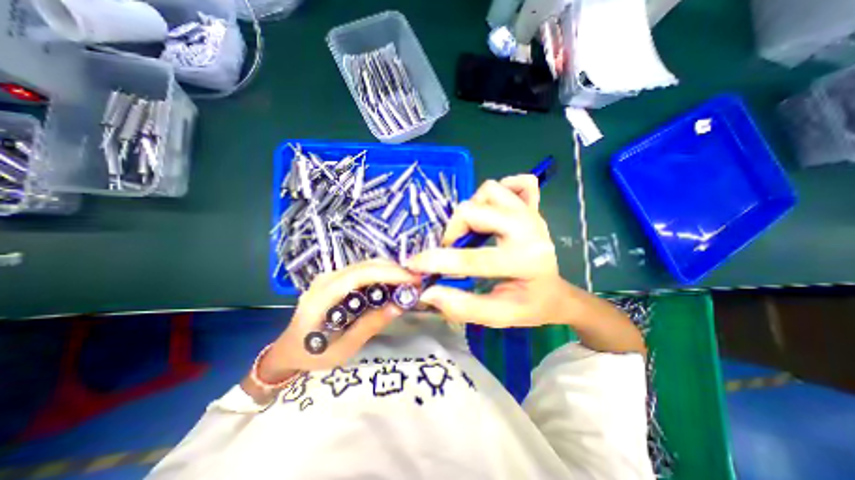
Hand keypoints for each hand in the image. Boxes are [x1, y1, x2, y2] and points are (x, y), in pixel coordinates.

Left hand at [261, 259, 419, 377]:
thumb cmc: (312, 354)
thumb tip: (399, 306)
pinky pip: (363, 271)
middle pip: (366, 265)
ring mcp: (331, 276)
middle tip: (416, 282)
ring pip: (367, 265)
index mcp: (323, 296)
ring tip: (408, 284)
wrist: (288, 349)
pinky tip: (392, 284)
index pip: (360, 275)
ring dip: (390, 271)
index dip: (389, 273)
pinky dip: (382, 274)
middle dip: (395, 270)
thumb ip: (369, 326)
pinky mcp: (336, 278)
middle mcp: (327, 278)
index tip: (413, 280)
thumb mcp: (342, 348)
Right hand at [403, 177, 566, 330]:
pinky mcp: (533, 206)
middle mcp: (529, 229)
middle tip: (452, 247)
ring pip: (488, 190)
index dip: (437, 261)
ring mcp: (532, 213)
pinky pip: (515, 182)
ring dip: (472, 209)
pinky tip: (494, 211)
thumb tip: (428, 293)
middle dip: (453, 230)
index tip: (414, 264)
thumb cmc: (529, 306)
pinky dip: (498, 193)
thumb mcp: (498, 316)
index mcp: (525, 262)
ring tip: (472, 230)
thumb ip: (462, 307)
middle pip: (474, 210)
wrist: (555, 292)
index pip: (473, 258)